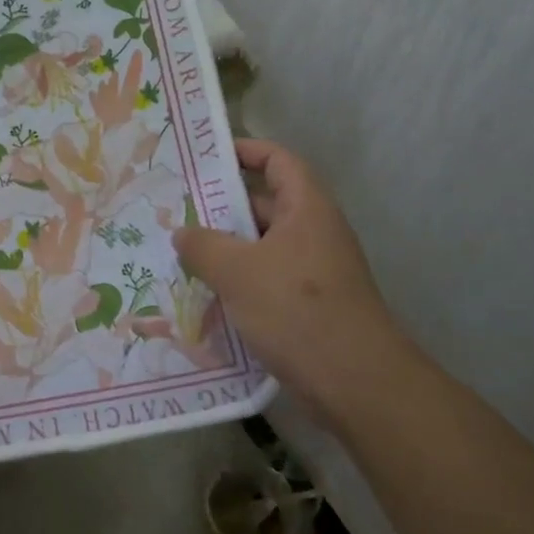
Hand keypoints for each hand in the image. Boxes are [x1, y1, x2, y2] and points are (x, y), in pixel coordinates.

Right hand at [173, 139, 409, 415]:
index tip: (206, 158)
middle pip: (266, 204)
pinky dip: (239, 282)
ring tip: (182, 256)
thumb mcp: (238, 271)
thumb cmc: (296, 309)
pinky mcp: (310, 305)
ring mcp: (314, 271)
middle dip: (223, 208)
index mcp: (306, 208)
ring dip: (227, 250)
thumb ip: (203, 246)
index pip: (278, 160)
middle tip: (178, 212)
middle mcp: (314, 232)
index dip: (245, 151)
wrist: (355, 382)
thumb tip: (182, 233)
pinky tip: (206, 297)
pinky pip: (268, 280)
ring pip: (263, 247)